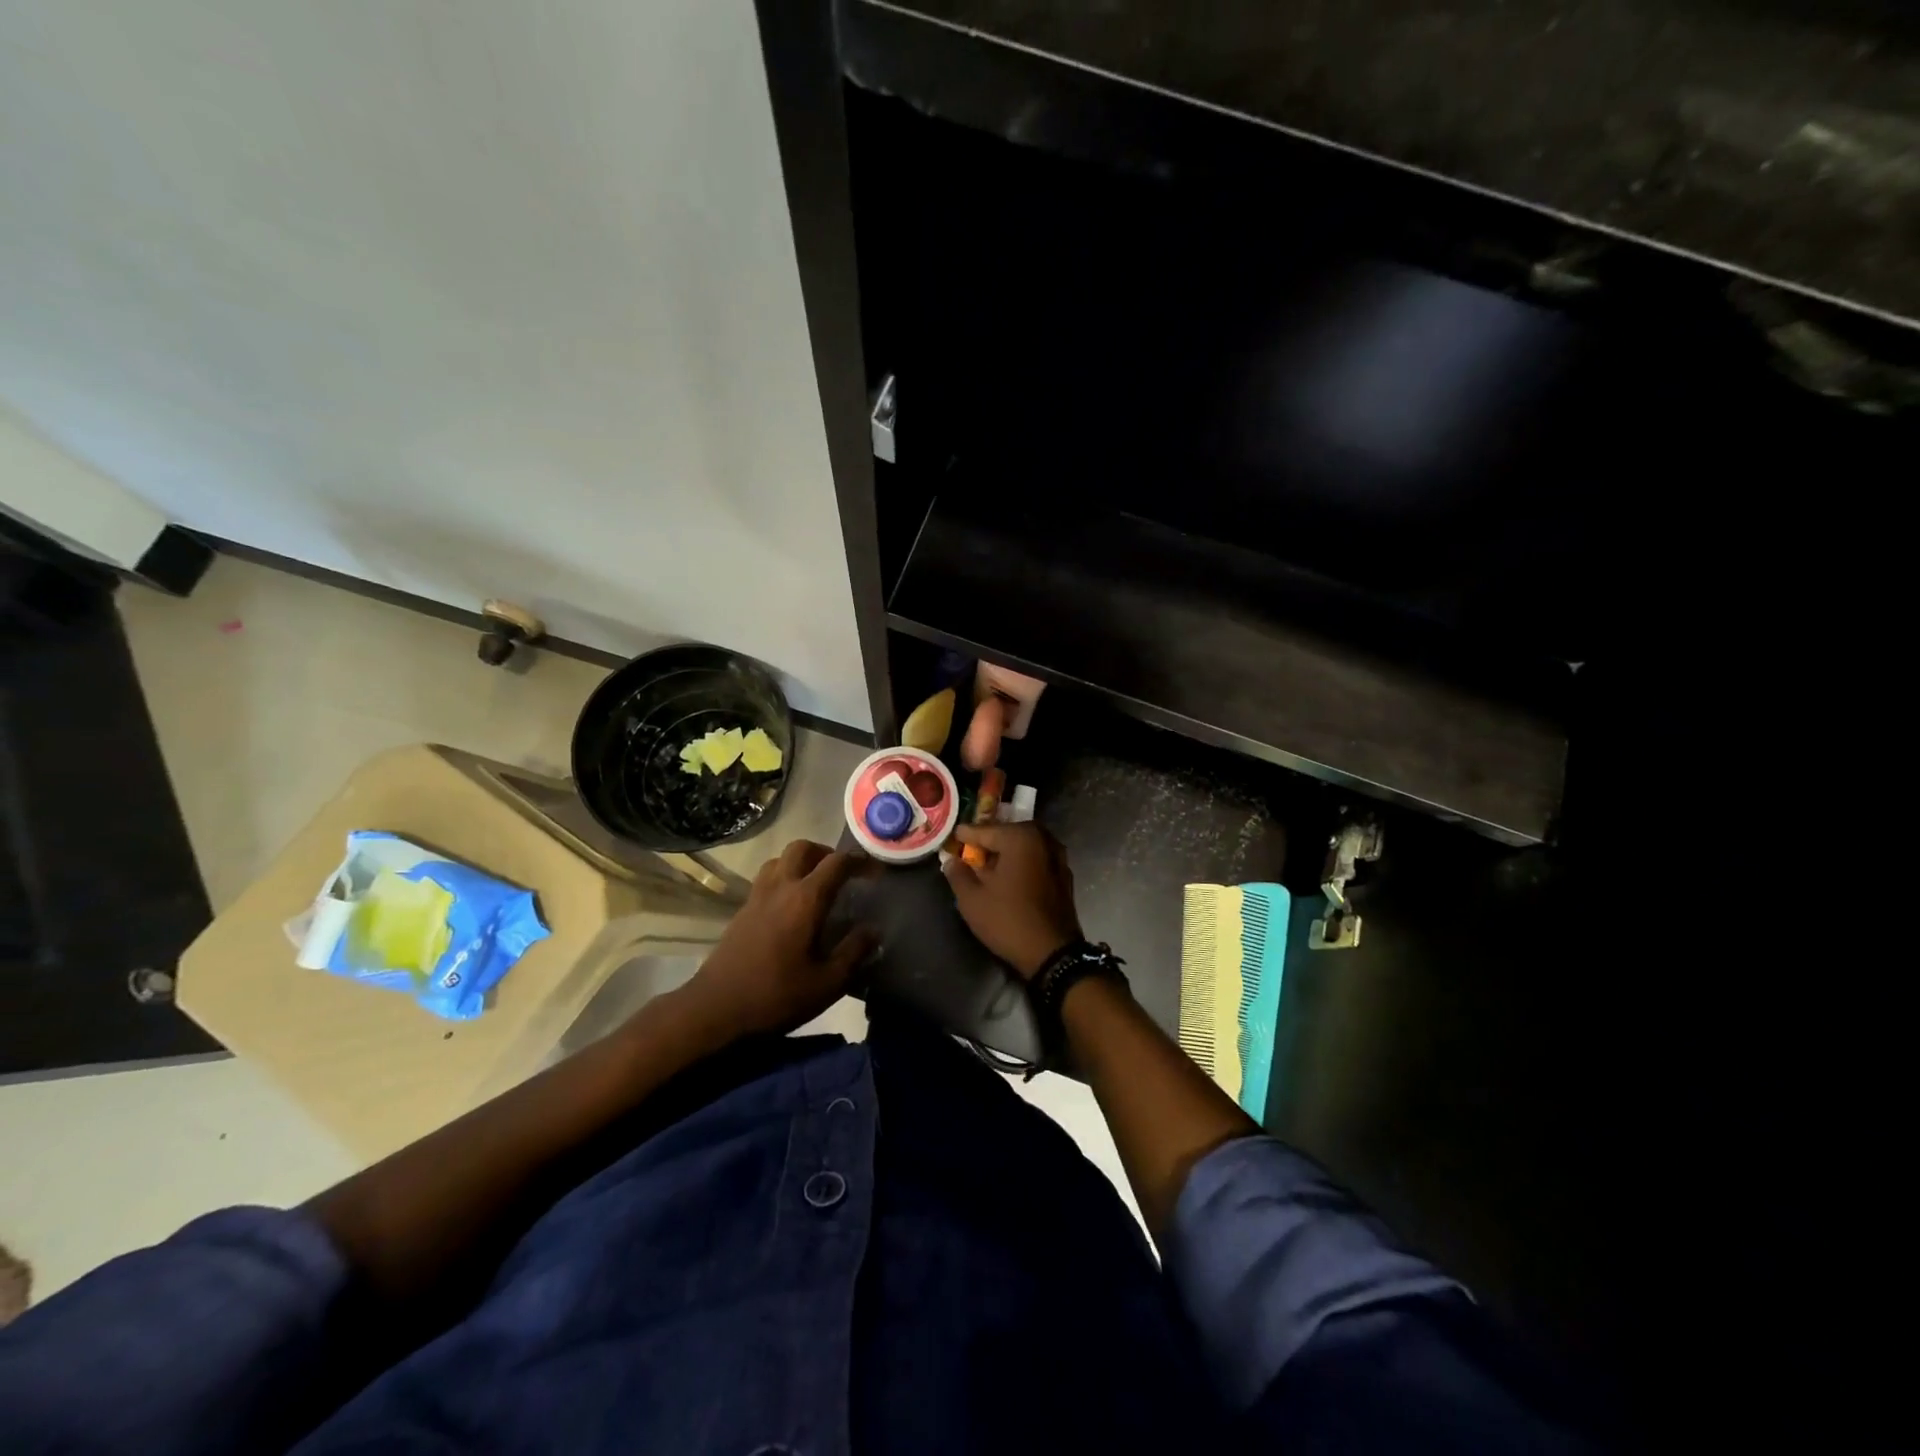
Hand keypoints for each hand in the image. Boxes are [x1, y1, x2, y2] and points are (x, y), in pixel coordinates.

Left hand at [679, 840, 875, 1039]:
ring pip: (780, 859)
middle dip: (826, 853)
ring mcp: (757, 897)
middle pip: (803, 848)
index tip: (876, 873)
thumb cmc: (776, 996)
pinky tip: (792, 908)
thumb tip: (873, 930)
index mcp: (805, 899)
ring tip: (817, 886)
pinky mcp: (742, 911)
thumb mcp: (827, 982)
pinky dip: (784, 879)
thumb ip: (854, 952)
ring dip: (802, 863)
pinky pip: (767, 878)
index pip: (837, 863)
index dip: (860, 861)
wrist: (715, 1010)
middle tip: (843, 874)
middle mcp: (780, 888)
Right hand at [941, 823, 1081, 978]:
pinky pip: (1037, 860)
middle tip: (970, 851)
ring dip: (1007, 853)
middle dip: (988, 841)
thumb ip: (958, 874)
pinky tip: (1010, 878)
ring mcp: (1058, 857)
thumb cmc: (1008, 920)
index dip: (965, 835)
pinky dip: (1022, 864)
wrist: (1053, 953)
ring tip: (988, 866)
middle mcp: (1042, 839)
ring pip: (1025, 847)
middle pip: (1007, 834)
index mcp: (1020, 837)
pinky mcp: (1064, 875)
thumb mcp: (972, 899)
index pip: (984, 830)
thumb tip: (951, 860)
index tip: (953, 838)